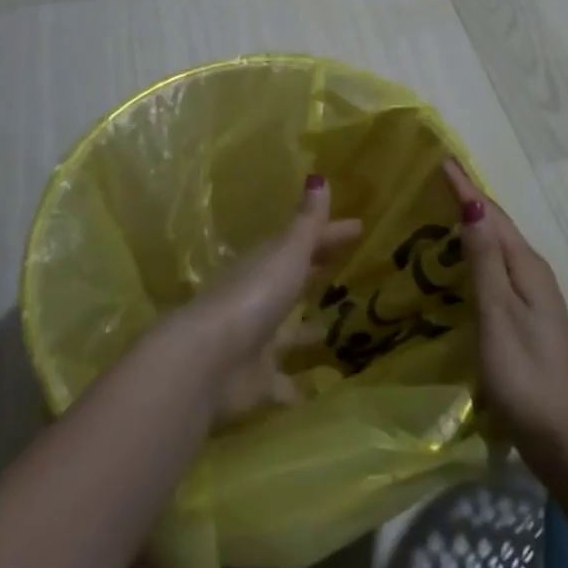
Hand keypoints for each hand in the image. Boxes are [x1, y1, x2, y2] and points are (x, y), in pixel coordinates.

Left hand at [180, 174, 360, 421]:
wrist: (208, 362)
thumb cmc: (253, 297)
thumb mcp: (287, 253)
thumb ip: (307, 222)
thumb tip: (320, 177)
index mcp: (266, 265)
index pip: (304, 242)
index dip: (330, 235)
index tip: (360, 227)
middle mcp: (259, 300)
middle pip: (293, 283)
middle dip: (316, 276)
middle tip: (350, 271)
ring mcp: (256, 343)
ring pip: (287, 333)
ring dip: (306, 332)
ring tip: (337, 331)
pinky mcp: (257, 383)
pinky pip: (282, 383)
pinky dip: (296, 387)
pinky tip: (317, 390)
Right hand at [442, 160, 567, 468]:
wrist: (563, 437)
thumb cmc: (525, 374)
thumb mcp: (498, 314)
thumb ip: (484, 261)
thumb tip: (472, 206)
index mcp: (526, 267)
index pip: (492, 215)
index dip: (466, 188)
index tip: (442, 160)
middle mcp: (532, 273)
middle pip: (497, 226)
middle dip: (469, 200)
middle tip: (435, 180)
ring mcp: (531, 297)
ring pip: (497, 247)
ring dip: (472, 226)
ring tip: (440, 211)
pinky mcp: (524, 317)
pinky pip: (496, 269)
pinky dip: (476, 253)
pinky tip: (459, 262)